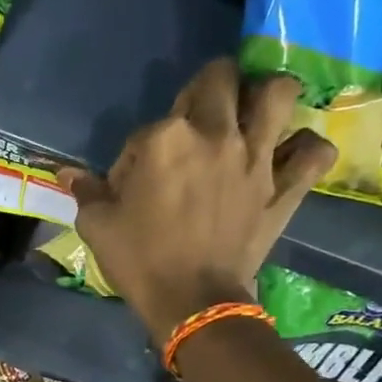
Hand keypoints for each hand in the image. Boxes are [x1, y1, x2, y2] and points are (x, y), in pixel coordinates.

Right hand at [60, 60, 334, 344]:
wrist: (193, 304)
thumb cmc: (140, 262)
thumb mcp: (98, 226)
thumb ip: (86, 190)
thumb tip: (66, 173)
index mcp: (165, 138)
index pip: (149, 125)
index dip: (138, 153)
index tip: (135, 183)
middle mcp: (215, 133)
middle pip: (221, 77)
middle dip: (209, 87)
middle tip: (200, 115)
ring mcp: (257, 157)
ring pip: (279, 93)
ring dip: (267, 95)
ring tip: (255, 112)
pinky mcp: (284, 186)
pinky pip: (315, 152)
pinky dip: (307, 149)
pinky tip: (292, 156)